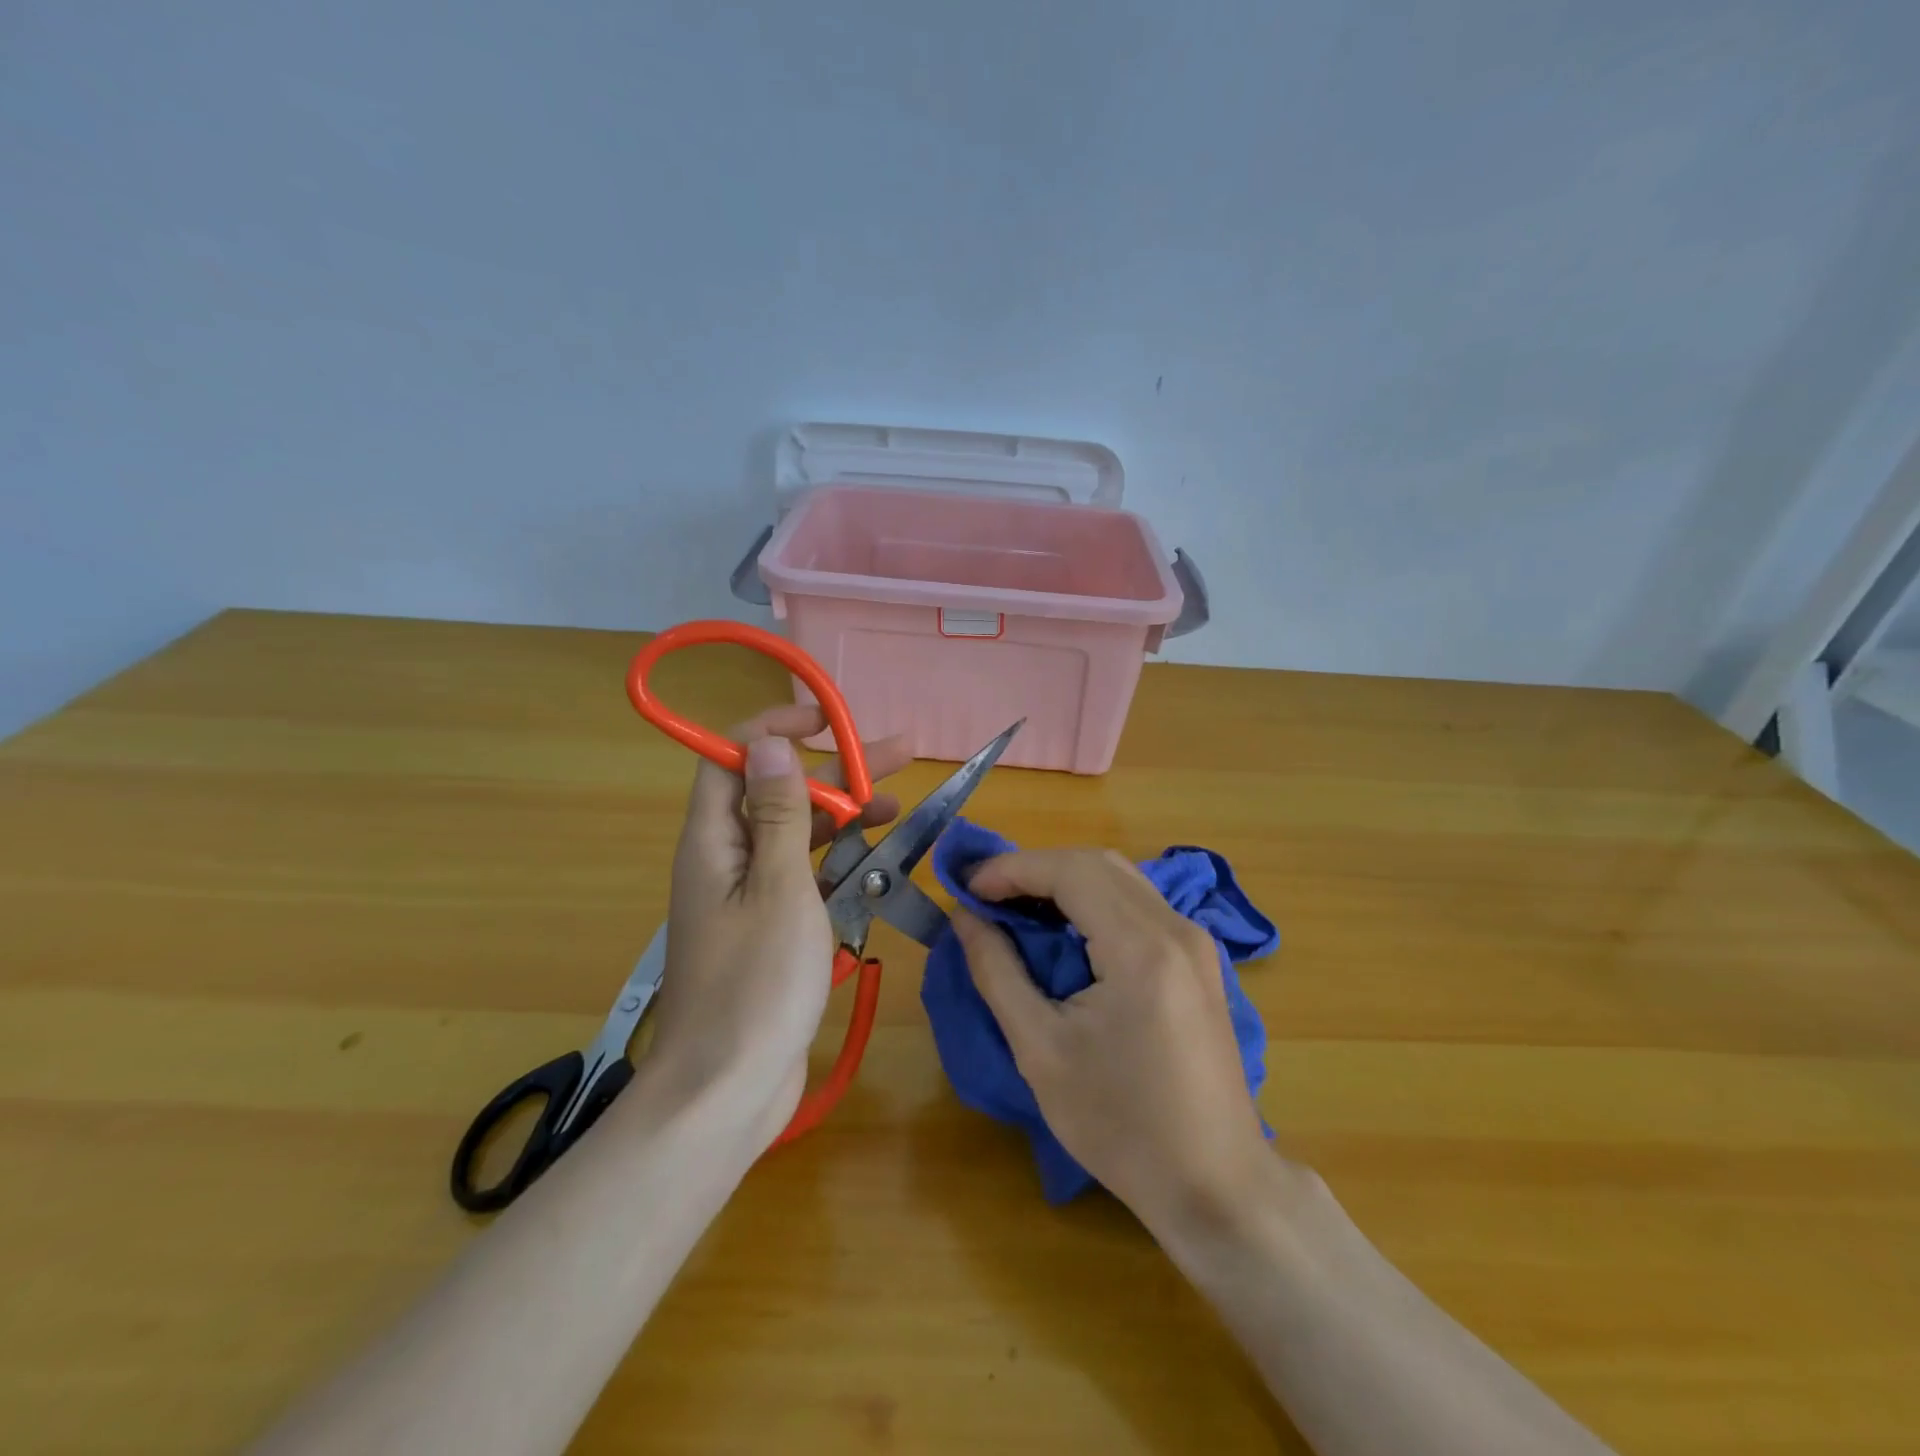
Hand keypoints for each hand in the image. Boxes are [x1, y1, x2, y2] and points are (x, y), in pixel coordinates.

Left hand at [648, 705, 908, 1149]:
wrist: (728, 1091)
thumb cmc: (756, 984)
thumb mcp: (778, 888)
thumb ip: (779, 815)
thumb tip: (768, 745)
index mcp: (713, 842)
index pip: (731, 758)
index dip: (773, 729)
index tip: (826, 721)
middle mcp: (726, 860)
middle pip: (778, 793)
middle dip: (834, 771)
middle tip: (896, 755)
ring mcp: (749, 897)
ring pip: (797, 836)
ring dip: (844, 816)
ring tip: (898, 805)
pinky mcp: (771, 929)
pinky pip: (805, 879)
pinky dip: (840, 864)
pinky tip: (879, 862)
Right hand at [953, 849, 1269, 1229]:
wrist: (1214, 1183)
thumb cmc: (1121, 1125)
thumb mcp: (1041, 1051)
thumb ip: (997, 972)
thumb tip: (964, 918)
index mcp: (1141, 948)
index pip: (1070, 871)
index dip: (1011, 869)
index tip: (965, 888)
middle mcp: (1176, 928)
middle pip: (1096, 864)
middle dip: (1034, 869)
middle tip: (985, 896)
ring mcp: (1194, 942)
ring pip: (1119, 878)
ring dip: (1063, 882)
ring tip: (1015, 909)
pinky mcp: (1199, 959)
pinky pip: (1138, 903)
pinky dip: (1093, 901)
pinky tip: (1064, 931)